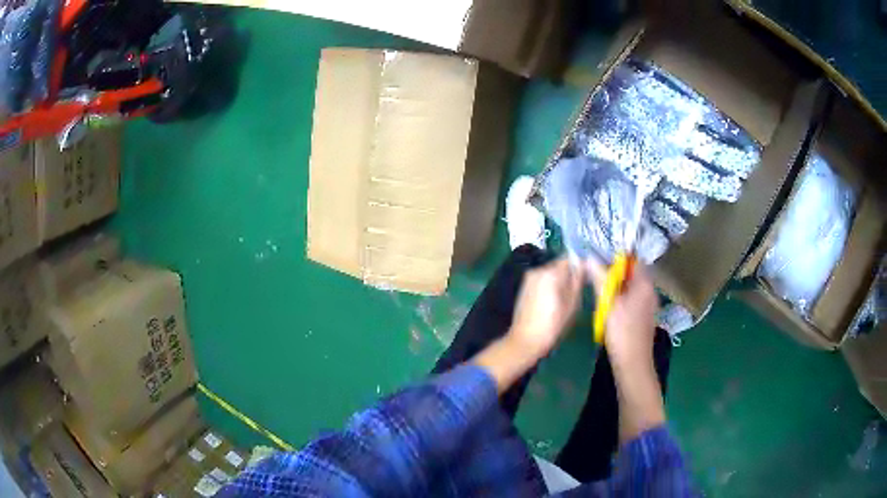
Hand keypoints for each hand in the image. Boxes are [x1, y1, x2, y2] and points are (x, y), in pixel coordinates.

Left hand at [508, 258, 584, 359]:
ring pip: (550, 274)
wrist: (525, 340)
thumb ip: (577, 281)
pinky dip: (549, 287)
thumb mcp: (572, 304)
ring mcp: (528, 279)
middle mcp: (537, 270)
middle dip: (568, 275)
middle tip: (576, 292)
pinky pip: (542, 281)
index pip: (569, 259)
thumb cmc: (553, 325)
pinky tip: (553, 303)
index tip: (586, 278)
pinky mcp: (524, 288)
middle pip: (559, 266)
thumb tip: (583, 264)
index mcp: (550, 272)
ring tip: (565, 300)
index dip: (579, 266)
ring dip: (559, 282)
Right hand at [587, 258, 664, 441]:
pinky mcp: (644, 318)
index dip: (618, 258)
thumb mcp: (608, 303)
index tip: (601, 261)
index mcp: (645, 285)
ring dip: (617, 287)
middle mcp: (650, 292)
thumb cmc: (622, 331)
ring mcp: (648, 306)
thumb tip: (590, 258)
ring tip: (600, 293)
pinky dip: (621, 300)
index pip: (634, 261)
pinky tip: (609, 309)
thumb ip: (600, 279)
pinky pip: (633, 301)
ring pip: (632, 289)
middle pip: (633, 274)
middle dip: (615, 274)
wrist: (633, 363)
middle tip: (596, 277)